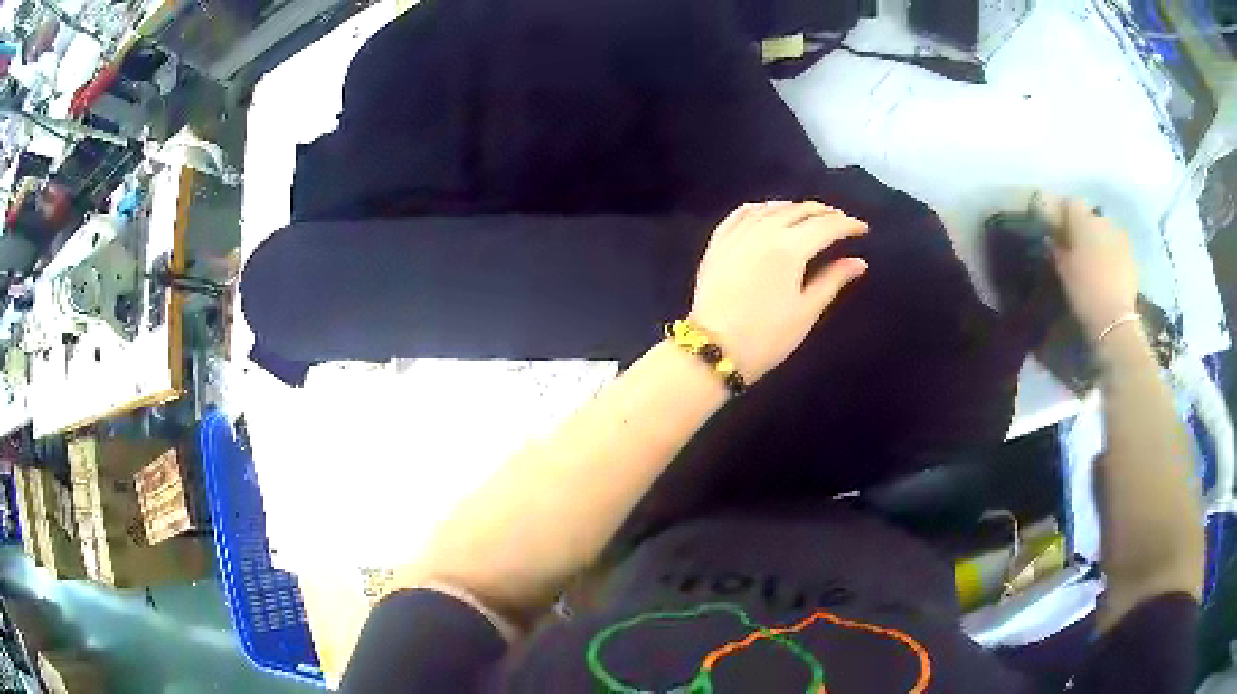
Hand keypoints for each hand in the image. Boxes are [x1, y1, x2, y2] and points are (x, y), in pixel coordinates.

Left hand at [688, 201, 868, 381]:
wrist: (714, 349)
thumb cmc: (767, 336)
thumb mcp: (806, 311)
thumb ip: (832, 280)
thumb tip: (859, 262)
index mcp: (789, 248)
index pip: (825, 226)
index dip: (847, 224)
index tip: (863, 229)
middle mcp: (763, 232)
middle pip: (799, 211)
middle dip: (824, 213)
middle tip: (840, 221)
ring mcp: (737, 235)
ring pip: (770, 208)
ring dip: (794, 207)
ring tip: (810, 214)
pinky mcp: (717, 244)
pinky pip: (740, 215)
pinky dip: (759, 209)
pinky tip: (767, 211)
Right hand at [1037, 194, 1139, 339]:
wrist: (1115, 319)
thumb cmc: (1084, 291)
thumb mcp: (1064, 271)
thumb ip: (1057, 250)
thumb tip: (1052, 239)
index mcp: (1083, 220)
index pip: (1070, 204)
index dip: (1064, 214)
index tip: (1059, 229)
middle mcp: (1102, 220)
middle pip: (1090, 217)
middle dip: (1084, 228)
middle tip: (1077, 247)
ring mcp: (1120, 237)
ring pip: (1105, 231)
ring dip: (1099, 240)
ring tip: (1095, 261)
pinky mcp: (1131, 255)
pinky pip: (1118, 246)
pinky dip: (1112, 254)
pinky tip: (1108, 272)